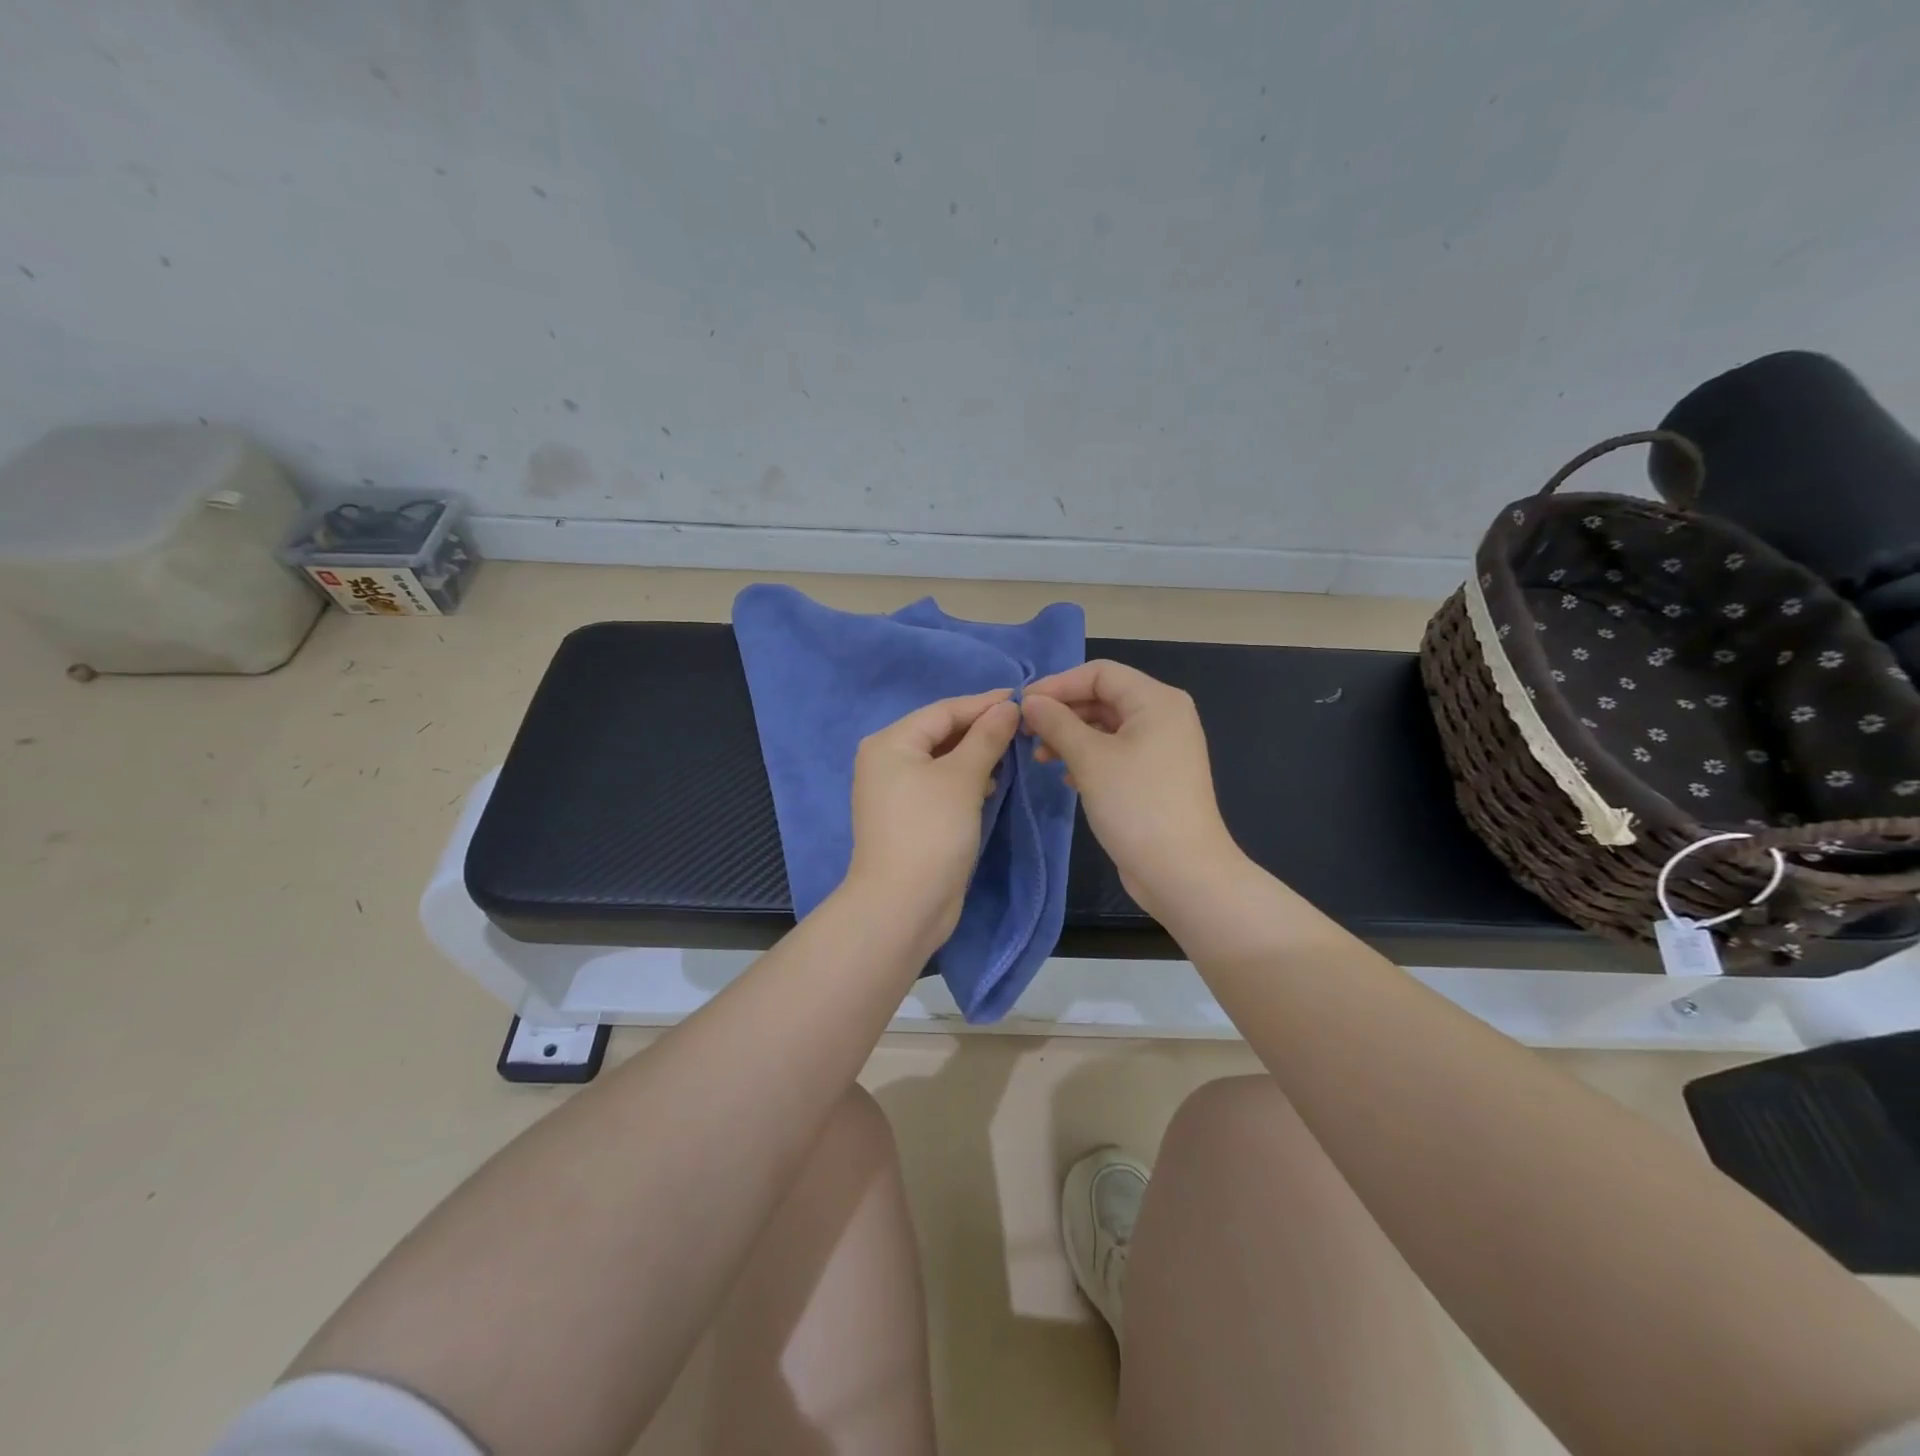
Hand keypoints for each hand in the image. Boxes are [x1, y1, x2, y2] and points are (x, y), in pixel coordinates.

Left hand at [845, 689, 1021, 945]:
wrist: (903, 905)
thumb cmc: (931, 831)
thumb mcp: (963, 778)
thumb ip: (986, 737)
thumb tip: (1008, 706)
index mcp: (890, 742)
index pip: (943, 711)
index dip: (985, 704)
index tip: (1024, 699)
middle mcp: (886, 761)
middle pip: (941, 733)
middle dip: (981, 730)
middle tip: (1024, 728)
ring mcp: (895, 791)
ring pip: (943, 760)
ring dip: (976, 756)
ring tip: (1012, 755)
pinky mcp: (909, 817)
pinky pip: (941, 785)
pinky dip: (966, 781)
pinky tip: (991, 785)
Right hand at [1022, 660, 1241, 916]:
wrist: (1182, 872)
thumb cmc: (1137, 805)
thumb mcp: (1090, 759)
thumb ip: (1057, 723)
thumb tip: (1030, 701)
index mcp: (1156, 700)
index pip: (1100, 673)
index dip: (1058, 684)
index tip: (1023, 705)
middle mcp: (1163, 716)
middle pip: (1103, 697)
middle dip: (1062, 711)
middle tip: (1025, 732)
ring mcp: (1161, 748)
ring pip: (1106, 727)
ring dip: (1070, 736)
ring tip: (1040, 758)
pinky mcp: (1154, 777)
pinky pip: (1115, 752)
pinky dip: (1087, 758)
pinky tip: (1065, 777)